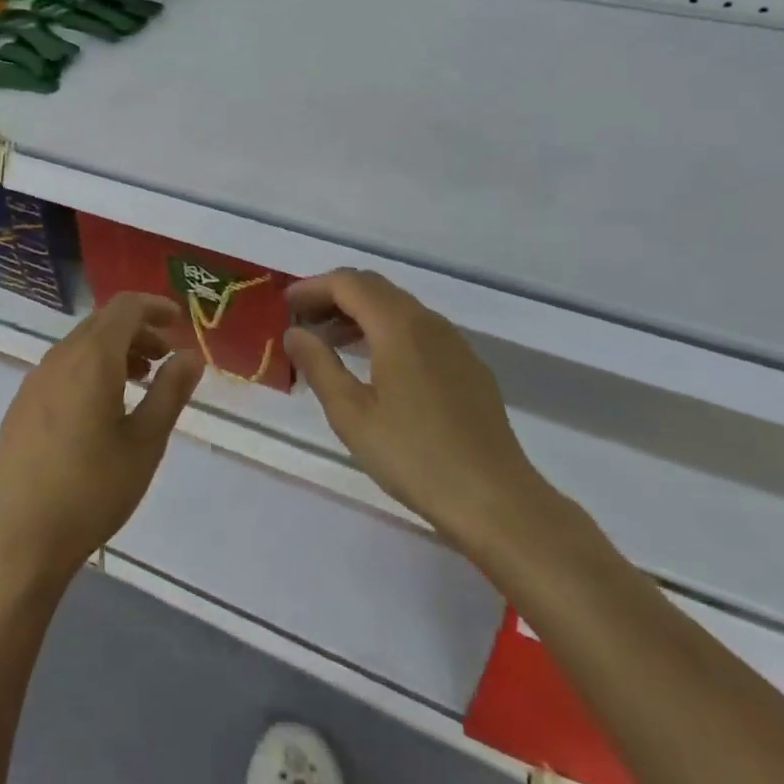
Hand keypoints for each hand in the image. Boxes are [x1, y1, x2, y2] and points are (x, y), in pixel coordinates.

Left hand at [0, 293, 202, 589]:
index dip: (154, 306)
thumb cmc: (93, 490)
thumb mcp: (145, 442)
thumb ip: (170, 391)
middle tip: (164, 358)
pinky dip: (89, 368)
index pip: (125, 307)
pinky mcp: (21, 404)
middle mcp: (59, 357)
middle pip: (102, 323)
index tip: (179, 321)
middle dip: (137, 330)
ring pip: (80, 345)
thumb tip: (191, 355)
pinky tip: (100, 408)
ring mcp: (35, 380)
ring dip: (113, 350)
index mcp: (92, 358)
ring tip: (138, 382)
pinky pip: (61, 367)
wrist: (21, 539)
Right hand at [283, 269, 554, 556]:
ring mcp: (453, 343)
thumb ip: (319, 365)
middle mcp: (428, 321)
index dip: (312, 287)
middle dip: (333, 297)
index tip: (285, 306)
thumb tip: (295, 332)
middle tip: (302, 322)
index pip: (347, 282)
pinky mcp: (467, 366)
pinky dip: (385, 331)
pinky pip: (417, 330)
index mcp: (398, 325)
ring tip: (329, 343)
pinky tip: (373, 366)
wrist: (498, 501)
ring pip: (397, 308)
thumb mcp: (351, 414)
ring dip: (359, 314)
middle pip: (373, 288)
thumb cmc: (415, 456)